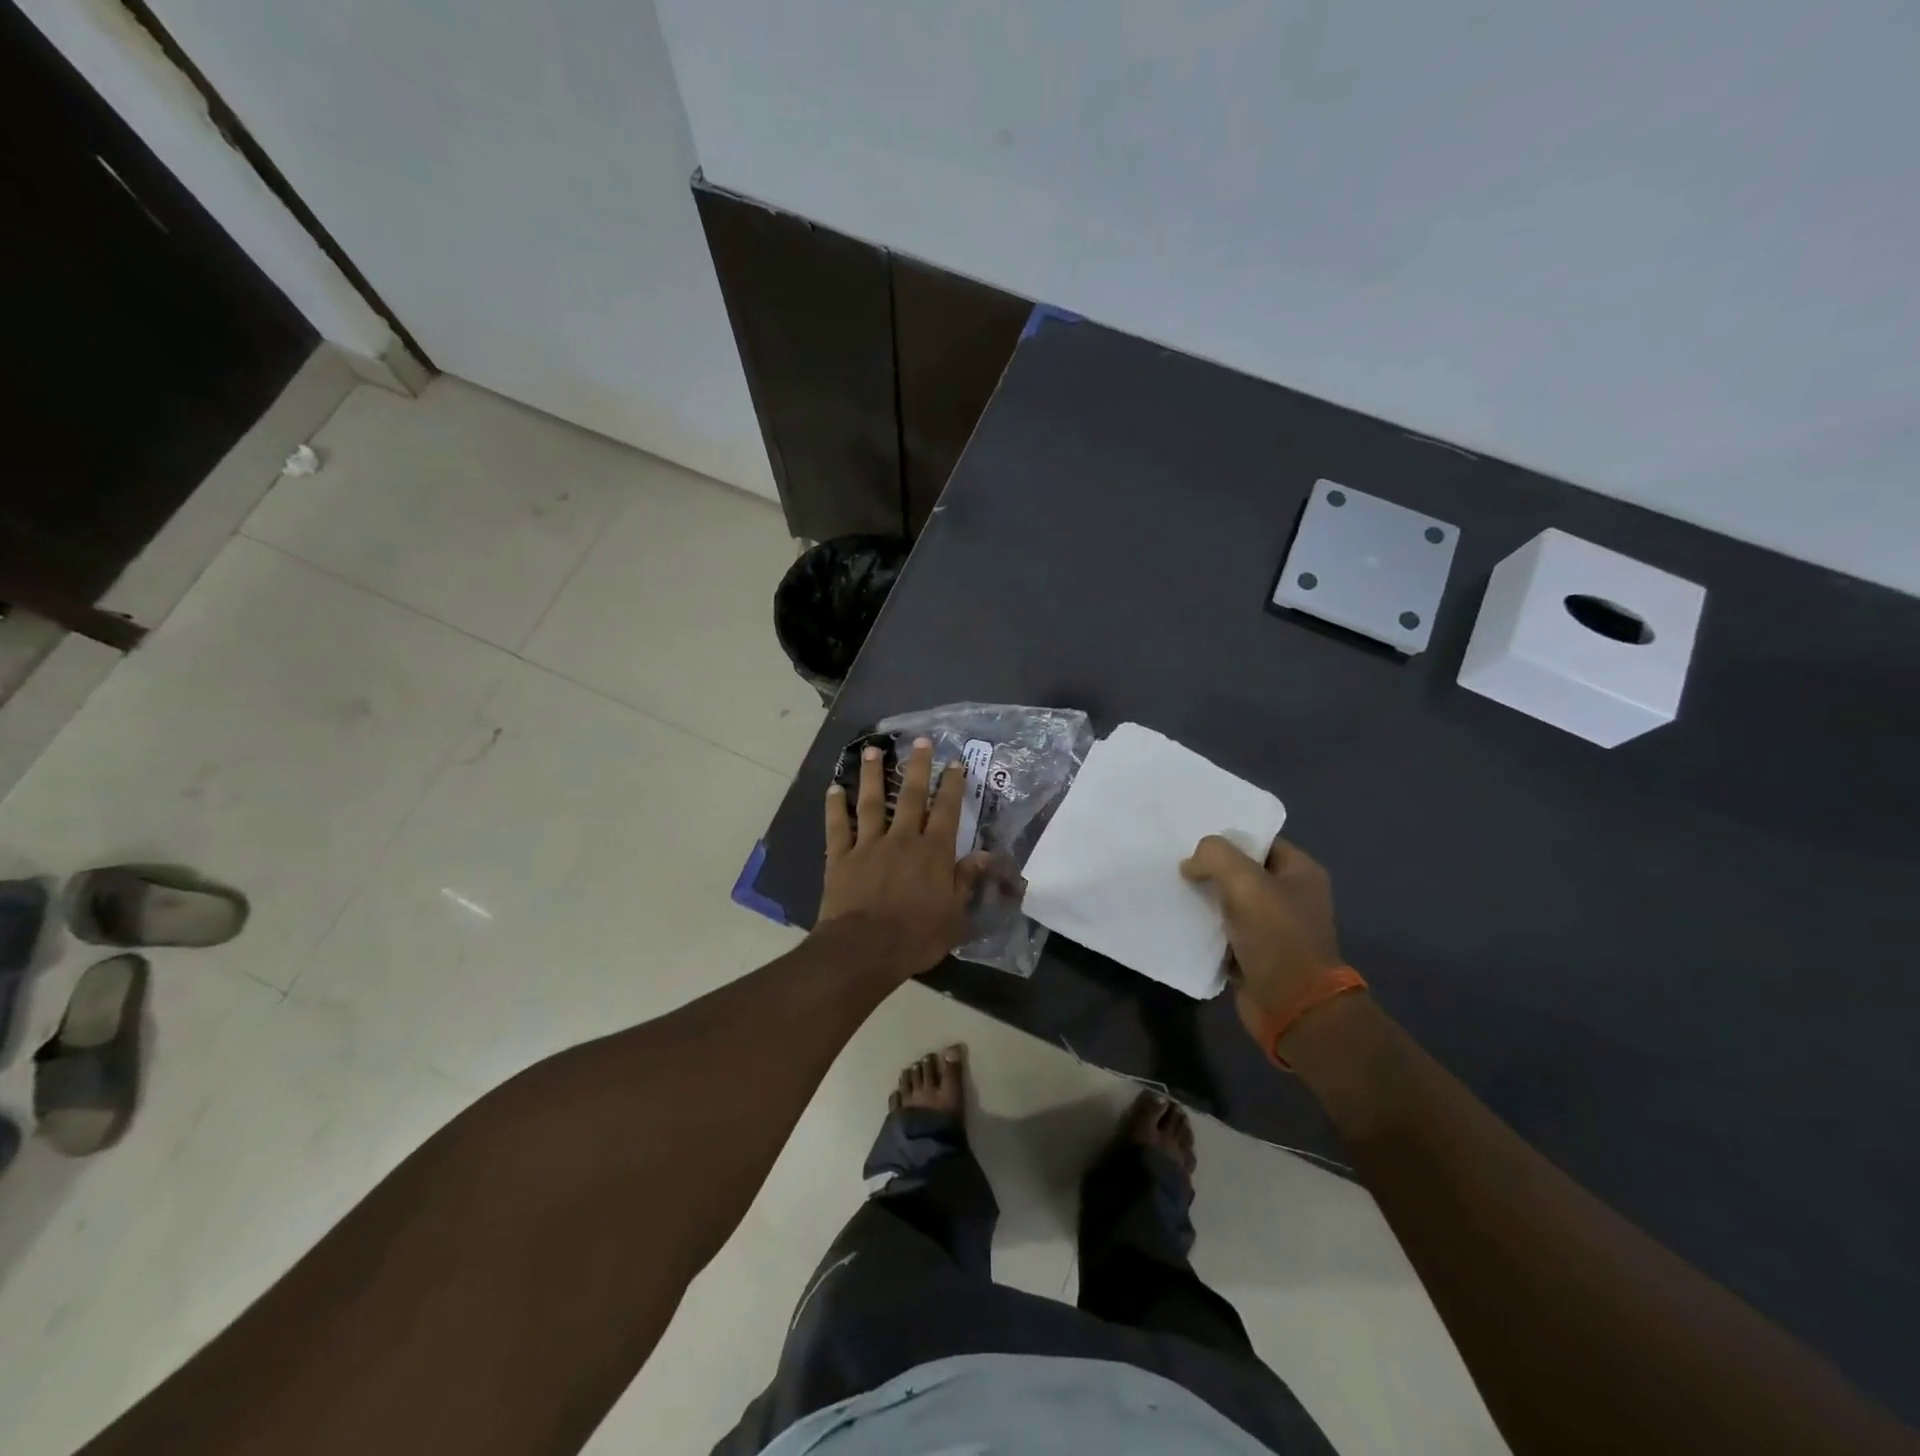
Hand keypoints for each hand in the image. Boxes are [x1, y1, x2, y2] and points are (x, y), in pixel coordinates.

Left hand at [818, 738, 988, 978]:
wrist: (864, 949)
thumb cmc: (916, 936)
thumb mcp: (954, 915)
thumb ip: (966, 881)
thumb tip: (985, 854)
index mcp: (933, 852)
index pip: (946, 810)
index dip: (952, 785)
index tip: (954, 762)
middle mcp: (902, 839)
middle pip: (912, 796)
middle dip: (918, 766)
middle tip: (920, 741)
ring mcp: (868, 845)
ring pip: (872, 802)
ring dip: (873, 775)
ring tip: (872, 750)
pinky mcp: (841, 857)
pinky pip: (837, 826)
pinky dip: (835, 806)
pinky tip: (834, 788)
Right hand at [1180, 836, 1347, 1049]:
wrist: (1293, 1007)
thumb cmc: (1277, 937)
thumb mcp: (1245, 883)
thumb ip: (1214, 856)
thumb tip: (1191, 864)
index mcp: (1300, 872)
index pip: (1259, 840)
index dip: (1227, 837)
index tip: (1192, 837)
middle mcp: (1289, 896)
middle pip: (1241, 870)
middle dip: (1210, 868)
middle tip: (1175, 862)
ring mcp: (1273, 926)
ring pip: (1229, 900)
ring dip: (1203, 897)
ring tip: (1171, 888)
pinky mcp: (1255, 953)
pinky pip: (1223, 930)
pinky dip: (1204, 926)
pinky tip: (1179, 919)